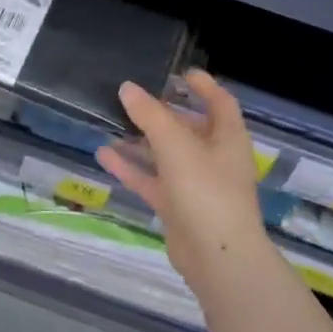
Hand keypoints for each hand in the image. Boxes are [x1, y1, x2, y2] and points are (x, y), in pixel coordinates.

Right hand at [96, 71, 273, 294]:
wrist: (217, 258)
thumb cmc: (206, 191)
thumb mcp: (176, 146)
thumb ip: (150, 115)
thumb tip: (127, 88)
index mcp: (228, 139)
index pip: (220, 103)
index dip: (204, 86)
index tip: (181, 73)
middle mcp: (214, 158)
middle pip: (189, 128)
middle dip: (164, 113)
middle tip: (135, 98)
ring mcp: (195, 185)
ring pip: (166, 155)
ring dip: (142, 140)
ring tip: (113, 122)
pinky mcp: (177, 207)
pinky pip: (151, 180)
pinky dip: (131, 168)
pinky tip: (104, 154)